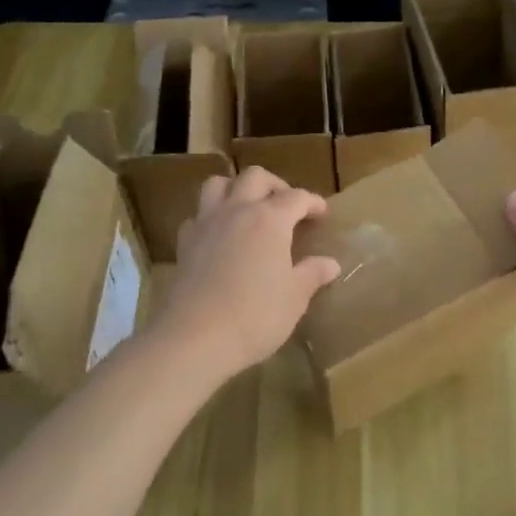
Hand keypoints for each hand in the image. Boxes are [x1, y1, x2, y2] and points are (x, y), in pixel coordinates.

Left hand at [156, 167, 342, 380]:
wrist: (196, 338)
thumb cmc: (256, 315)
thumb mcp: (295, 297)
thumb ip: (312, 274)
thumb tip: (330, 263)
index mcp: (270, 219)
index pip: (297, 197)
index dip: (313, 202)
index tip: (323, 213)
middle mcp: (236, 211)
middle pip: (255, 177)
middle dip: (275, 185)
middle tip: (287, 206)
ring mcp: (206, 224)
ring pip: (218, 185)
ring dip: (237, 189)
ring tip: (249, 209)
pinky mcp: (184, 243)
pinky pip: (198, 215)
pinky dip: (211, 216)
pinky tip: (221, 236)